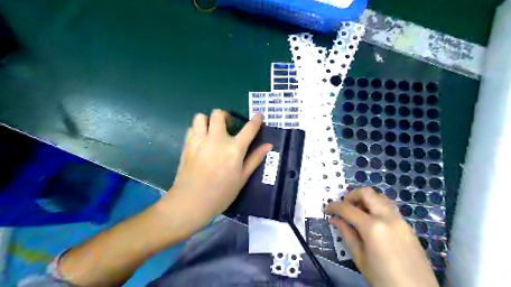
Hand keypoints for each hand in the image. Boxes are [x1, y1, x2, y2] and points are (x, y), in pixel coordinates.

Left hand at [161, 110, 270, 227]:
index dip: (256, 120)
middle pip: (219, 114)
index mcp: (234, 149)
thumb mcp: (242, 178)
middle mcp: (217, 139)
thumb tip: (268, 145)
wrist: (191, 202)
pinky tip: (202, 140)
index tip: (259, 115)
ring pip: (201, 117)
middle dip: (225, 116)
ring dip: (208, 120)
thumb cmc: (221, 193)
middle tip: (228, 126)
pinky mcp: (187, 145)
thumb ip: (255, 159)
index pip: (249, 128)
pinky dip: (198, 130)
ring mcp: (200, 141)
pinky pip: (191, 128)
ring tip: (212, 131)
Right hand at [327, 187, 439, 285]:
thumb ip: (346, 234)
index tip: (327, 209)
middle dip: (351, 195)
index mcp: (373, 227)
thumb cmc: (383, 279)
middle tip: (344, 207)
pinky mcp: (407, 225)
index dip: (334, 206)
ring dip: (365, 199)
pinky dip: (376, 207)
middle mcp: (387, 217)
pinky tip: (371, 221)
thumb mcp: (360, 258)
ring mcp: (400, 220)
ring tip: (357, 213)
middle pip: (367, 193)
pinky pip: (388, 207)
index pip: (348, 209)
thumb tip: (334, 219)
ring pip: (379, 197)